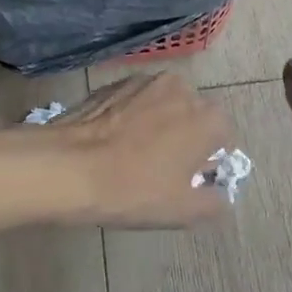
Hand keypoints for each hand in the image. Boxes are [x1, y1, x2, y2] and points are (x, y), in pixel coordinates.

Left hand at [50, 72, 233, 227]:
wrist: (68, 167)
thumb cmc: (134, 190)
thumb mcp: (184, 211)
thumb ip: (215, 202)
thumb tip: (219, 193)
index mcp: (210, 118)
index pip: (224, 140)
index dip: (209, 164)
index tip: (189, 182)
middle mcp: (184, 89)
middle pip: (194, 118)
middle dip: (185, 139)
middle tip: (161, 170)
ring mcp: (146, 80)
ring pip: (164, 107)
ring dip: (158, 125)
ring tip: (133, 155)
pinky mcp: (114, 82)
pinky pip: (135, 102)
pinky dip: (131, 117)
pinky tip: (113, 142)